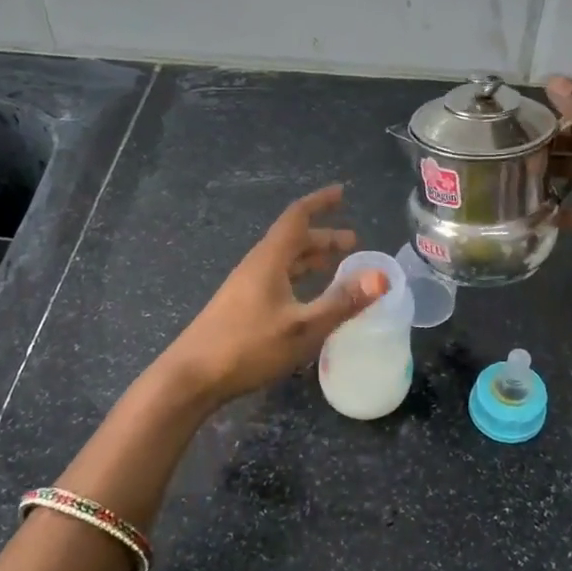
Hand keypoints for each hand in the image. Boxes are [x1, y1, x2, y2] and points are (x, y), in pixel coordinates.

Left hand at [160, 185, 388, 404]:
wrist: (191, 377)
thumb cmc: (248, 346)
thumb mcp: (303, 327)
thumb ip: (342, 302)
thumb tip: (381, 277)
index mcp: (270, 260)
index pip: (297, 217)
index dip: (320, 202)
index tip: (343, 193)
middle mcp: (257, 266)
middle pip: (294, 240)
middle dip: (324, 237)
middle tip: (354, 243)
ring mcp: (247, 287)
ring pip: (285, 262)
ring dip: (312, 259)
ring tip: (338, 266)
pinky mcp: (242, 308)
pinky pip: (279, 280)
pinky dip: (301, 279)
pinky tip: (309, 298)